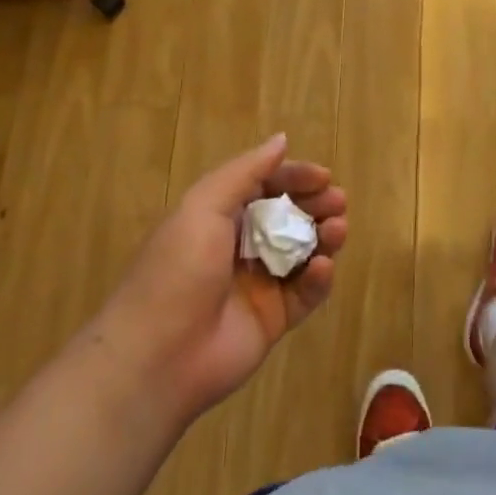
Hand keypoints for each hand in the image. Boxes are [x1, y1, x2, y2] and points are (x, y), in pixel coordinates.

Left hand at [86, 135, 347, 424]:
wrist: (158, 356)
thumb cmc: (178, 269)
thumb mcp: (203, 207)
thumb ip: (245, 172)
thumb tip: (281, 139)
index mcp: (219, 217)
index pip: (266, 187)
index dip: (295, 177)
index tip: (324, 177)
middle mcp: (241, 247)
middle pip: (289, 217)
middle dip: (316, 205)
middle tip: (337, 203)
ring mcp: (259, 284)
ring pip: (303, 252)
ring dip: (324, 236)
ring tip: (337, 229)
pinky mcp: (274, 319)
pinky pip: (305, 293)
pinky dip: (318, 278)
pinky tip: (323, 267)